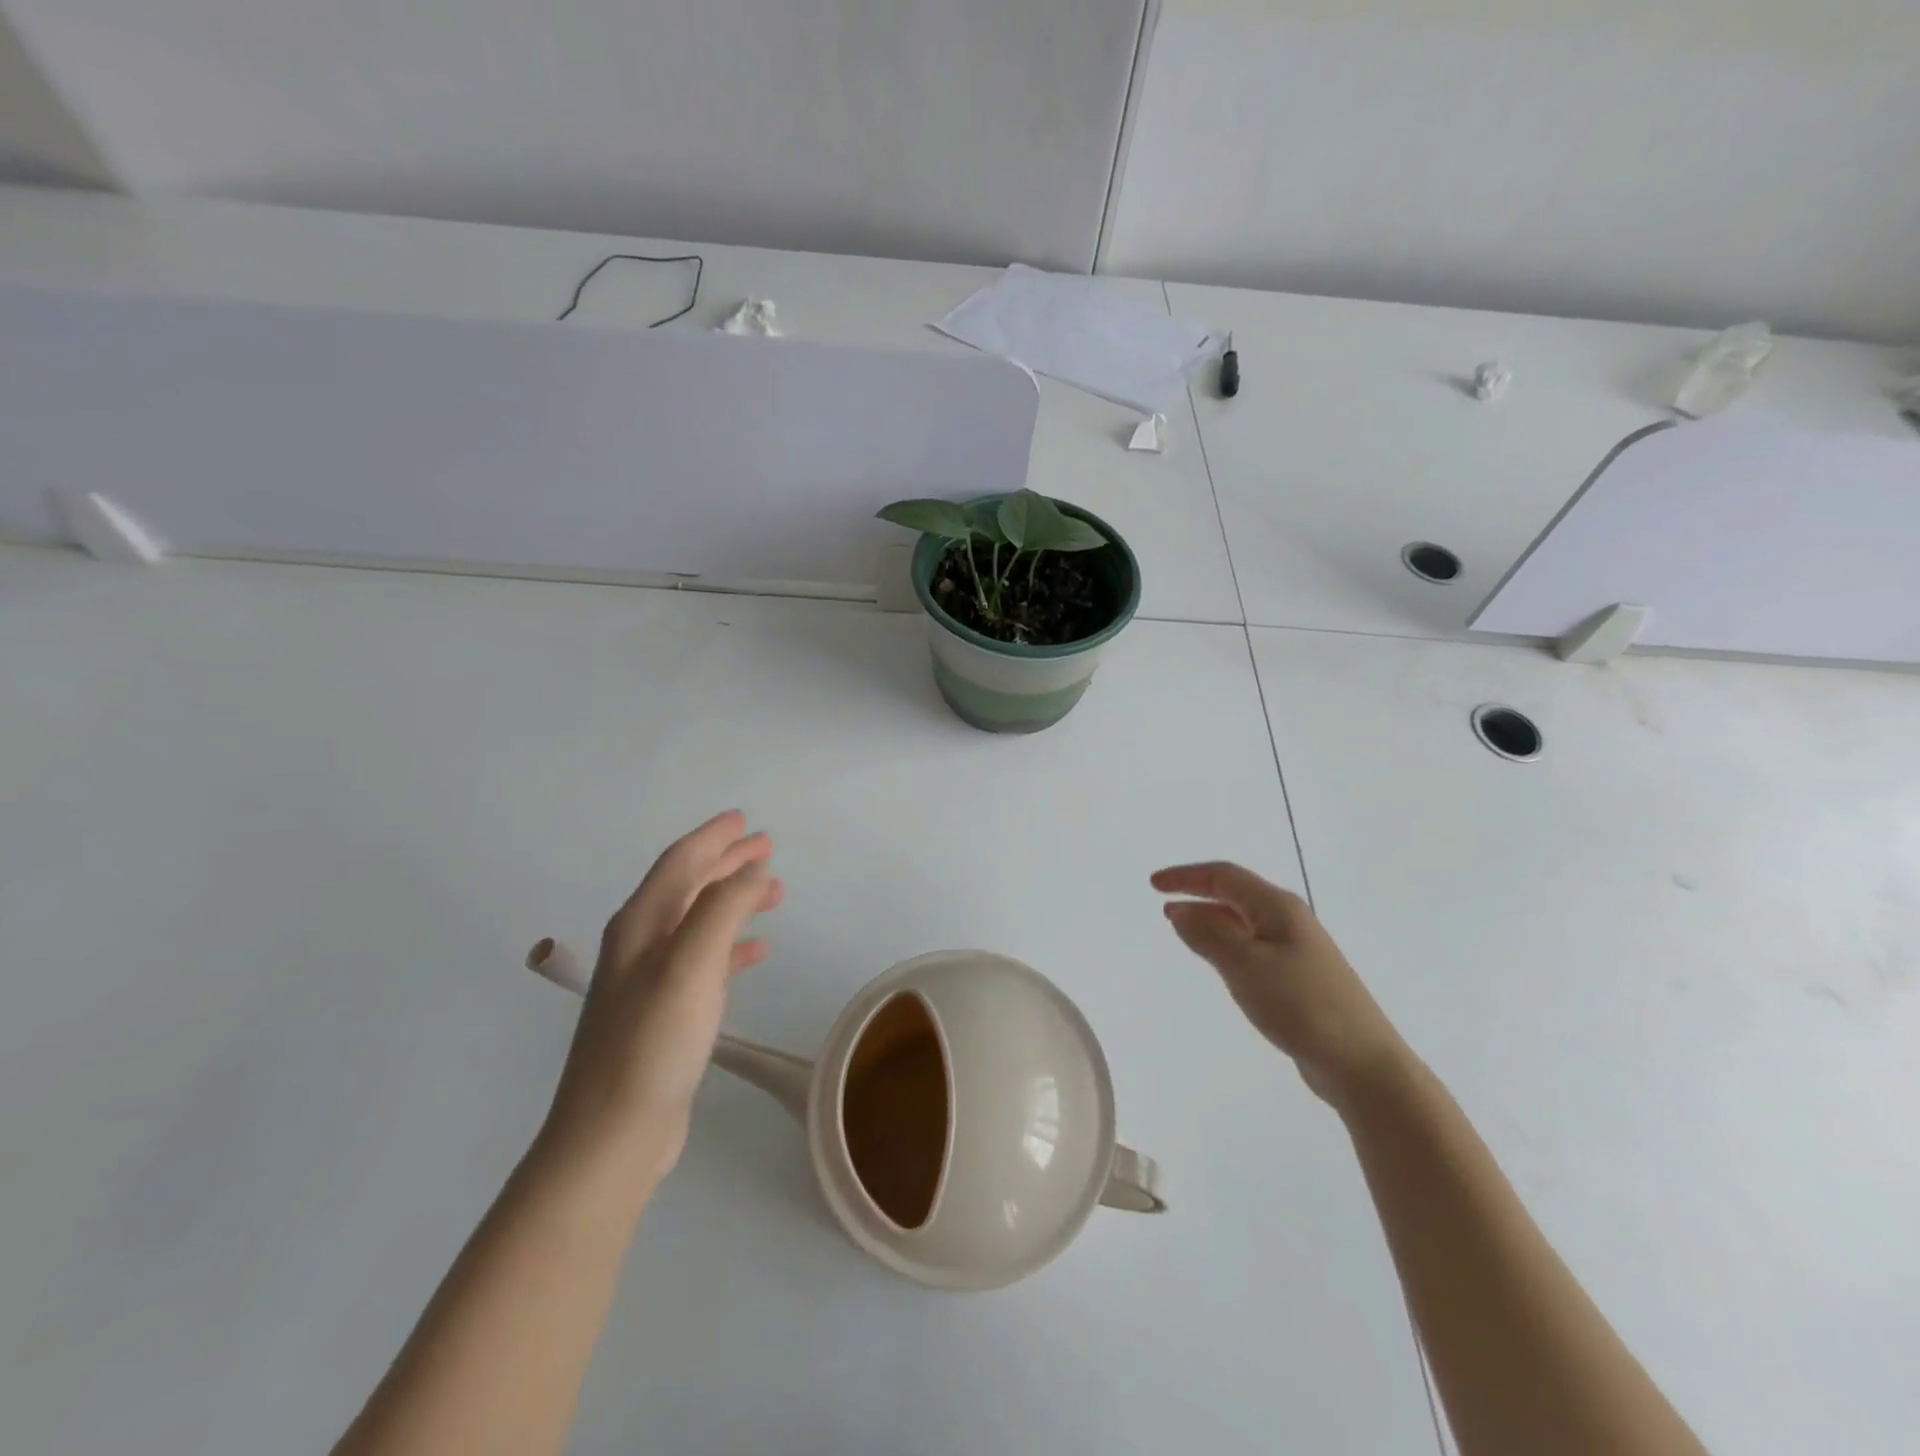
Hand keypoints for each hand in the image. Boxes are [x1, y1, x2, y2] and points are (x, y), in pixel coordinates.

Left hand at [542, 811, 782, 1182]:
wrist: (612, 1135)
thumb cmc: (652, 1041)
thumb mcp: (690, 964)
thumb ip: (721, 908)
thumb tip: (750, 868)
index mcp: (640, 924)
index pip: (680, 862)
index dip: (713, 837)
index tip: (744, 819)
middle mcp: (640, 944)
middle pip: (689, 886)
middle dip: (727, 863)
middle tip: (768, 847)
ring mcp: (650, 980)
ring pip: (699, 921)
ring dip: (734, 900)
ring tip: (774, 892)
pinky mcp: (665, 1012)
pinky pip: (704, 960)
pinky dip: (731, 945)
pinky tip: (756, 950)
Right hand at [1151, 862, 1406, 1106]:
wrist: (1362, 1062)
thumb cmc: (1301, 1005)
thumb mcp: (1245, 966)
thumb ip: (1209, 935)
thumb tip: (1180, 911)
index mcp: (1278, 907)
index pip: (1224, 877)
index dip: (1186, 877)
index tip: (1153, 885)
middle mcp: (1289, 920)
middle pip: (1236, 895)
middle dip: (1197, 894)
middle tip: (1163, 904)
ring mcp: (1298, 949)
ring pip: (1244, 921)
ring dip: (1211, 919)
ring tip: (1181, 927)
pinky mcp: (1300, 977)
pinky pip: (1253, 946)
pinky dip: (1227, 943)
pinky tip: (1218, 960)